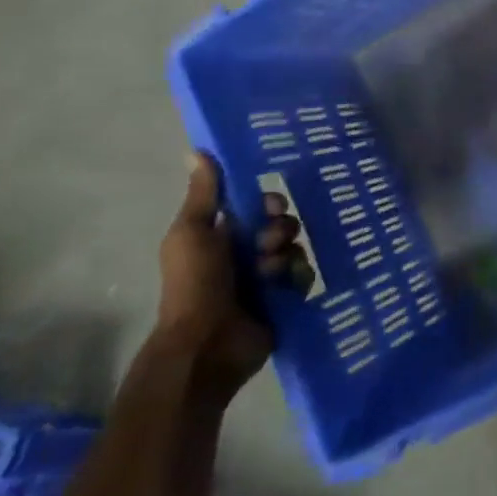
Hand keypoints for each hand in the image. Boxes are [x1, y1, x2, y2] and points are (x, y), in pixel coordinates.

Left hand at [156, 154, 314, 398]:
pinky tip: (287, 287)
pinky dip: (299, 278)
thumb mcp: (192, 233)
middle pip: (282, 225)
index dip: (270, 202)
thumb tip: (196, 151)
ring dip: (285, 258)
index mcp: (224, 236)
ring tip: (270, 275)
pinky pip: (305, 276)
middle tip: (268, 245)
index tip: (272, 206)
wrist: (206, 344)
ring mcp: (266, 279)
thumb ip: (203, 194)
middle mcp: (246, 254)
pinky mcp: (284, 300)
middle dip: (281, 230)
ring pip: (295, 250)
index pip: (259, 206)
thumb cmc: (194, 284)